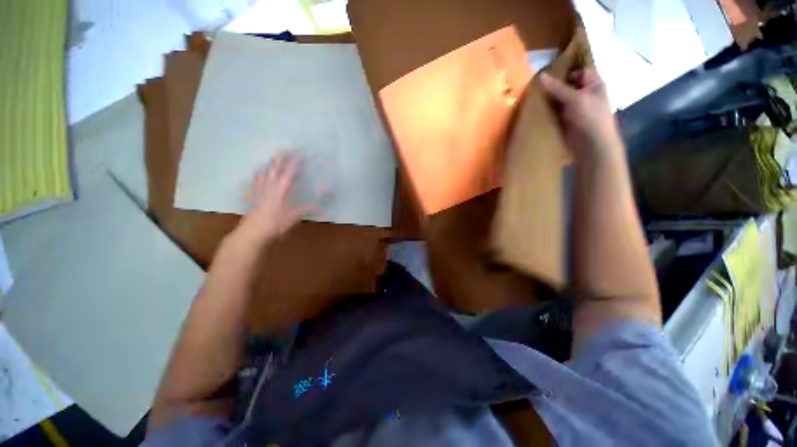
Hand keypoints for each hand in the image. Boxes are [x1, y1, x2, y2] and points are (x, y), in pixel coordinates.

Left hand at [236, 152, 313, 242]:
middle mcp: (269, 185)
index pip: (290, 171)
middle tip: (286, 148)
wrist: (252, 233)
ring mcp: (259, 189)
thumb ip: (310, 206)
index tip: (301, 152)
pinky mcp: (252, 195)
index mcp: (281, 188)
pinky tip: (258, 172)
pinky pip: (255, 180)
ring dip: (270, 163)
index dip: (296, 161)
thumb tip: (324, 200)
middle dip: (282, 157)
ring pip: (264, 171)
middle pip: (275, 167)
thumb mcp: (296, 216)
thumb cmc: (276, 224)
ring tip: (273, 157)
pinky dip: (258, 173)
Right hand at [539, 69, 622, 159]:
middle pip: (568, 86)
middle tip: (537, 85)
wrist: (591, 145)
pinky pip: (556, 112)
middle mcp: (585, 94)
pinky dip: (549, 111)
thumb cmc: (590, 117)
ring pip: (560, 99)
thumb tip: (541, 75)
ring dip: (550, 99)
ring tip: (534, 97)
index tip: (548, 73)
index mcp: (594, 84)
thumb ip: (558, 88)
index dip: (565, 71)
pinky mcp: (567, 120)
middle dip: (554, 86)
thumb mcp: (575, 99)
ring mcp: (576, 108)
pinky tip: (538, 110)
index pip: (578, 72)